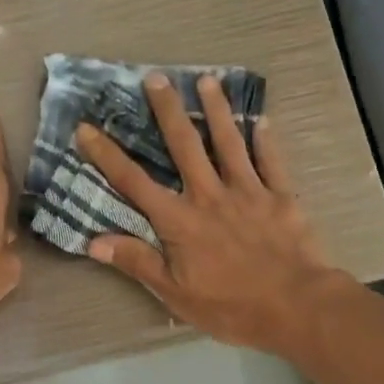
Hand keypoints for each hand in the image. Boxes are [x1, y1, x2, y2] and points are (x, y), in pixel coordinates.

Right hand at [74, 72, 343, 351]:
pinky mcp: (280, 197)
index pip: (134, 182)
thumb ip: (137, 262)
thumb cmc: (230, 306)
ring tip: (208, 80)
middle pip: (184, 146)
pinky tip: (262, 120)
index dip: (107, 155)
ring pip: (228, 142)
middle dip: (167, 111)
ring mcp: (248, 192)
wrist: (296, 306)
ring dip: (216, 110)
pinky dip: (266, 140)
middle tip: (155, 78)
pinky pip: (271, 162)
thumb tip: (94, 241)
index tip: (87, 128)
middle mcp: (209, 195)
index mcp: (179, 220)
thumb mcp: (175, 293)